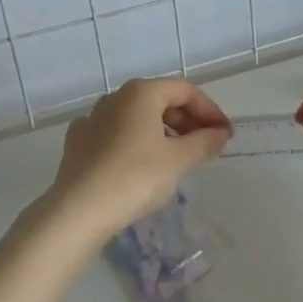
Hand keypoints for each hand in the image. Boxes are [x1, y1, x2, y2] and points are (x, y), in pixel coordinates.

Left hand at [40, 78, 230, 245]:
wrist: (78, 210)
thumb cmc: (135, 178)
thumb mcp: (178, 160)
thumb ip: (204, 142)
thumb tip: (220, 133)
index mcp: (141, 92)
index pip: (185, 91)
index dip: (209, 110)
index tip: (224, 134)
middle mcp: (115, 97)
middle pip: (160, 99)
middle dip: (187, 120)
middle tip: (205, 146)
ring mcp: (92, 117)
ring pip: (136, 116)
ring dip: (162, 130)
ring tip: (177, 157)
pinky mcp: (78, 141)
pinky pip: (115, 133)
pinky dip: (135, 141)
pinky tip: (140, 162)